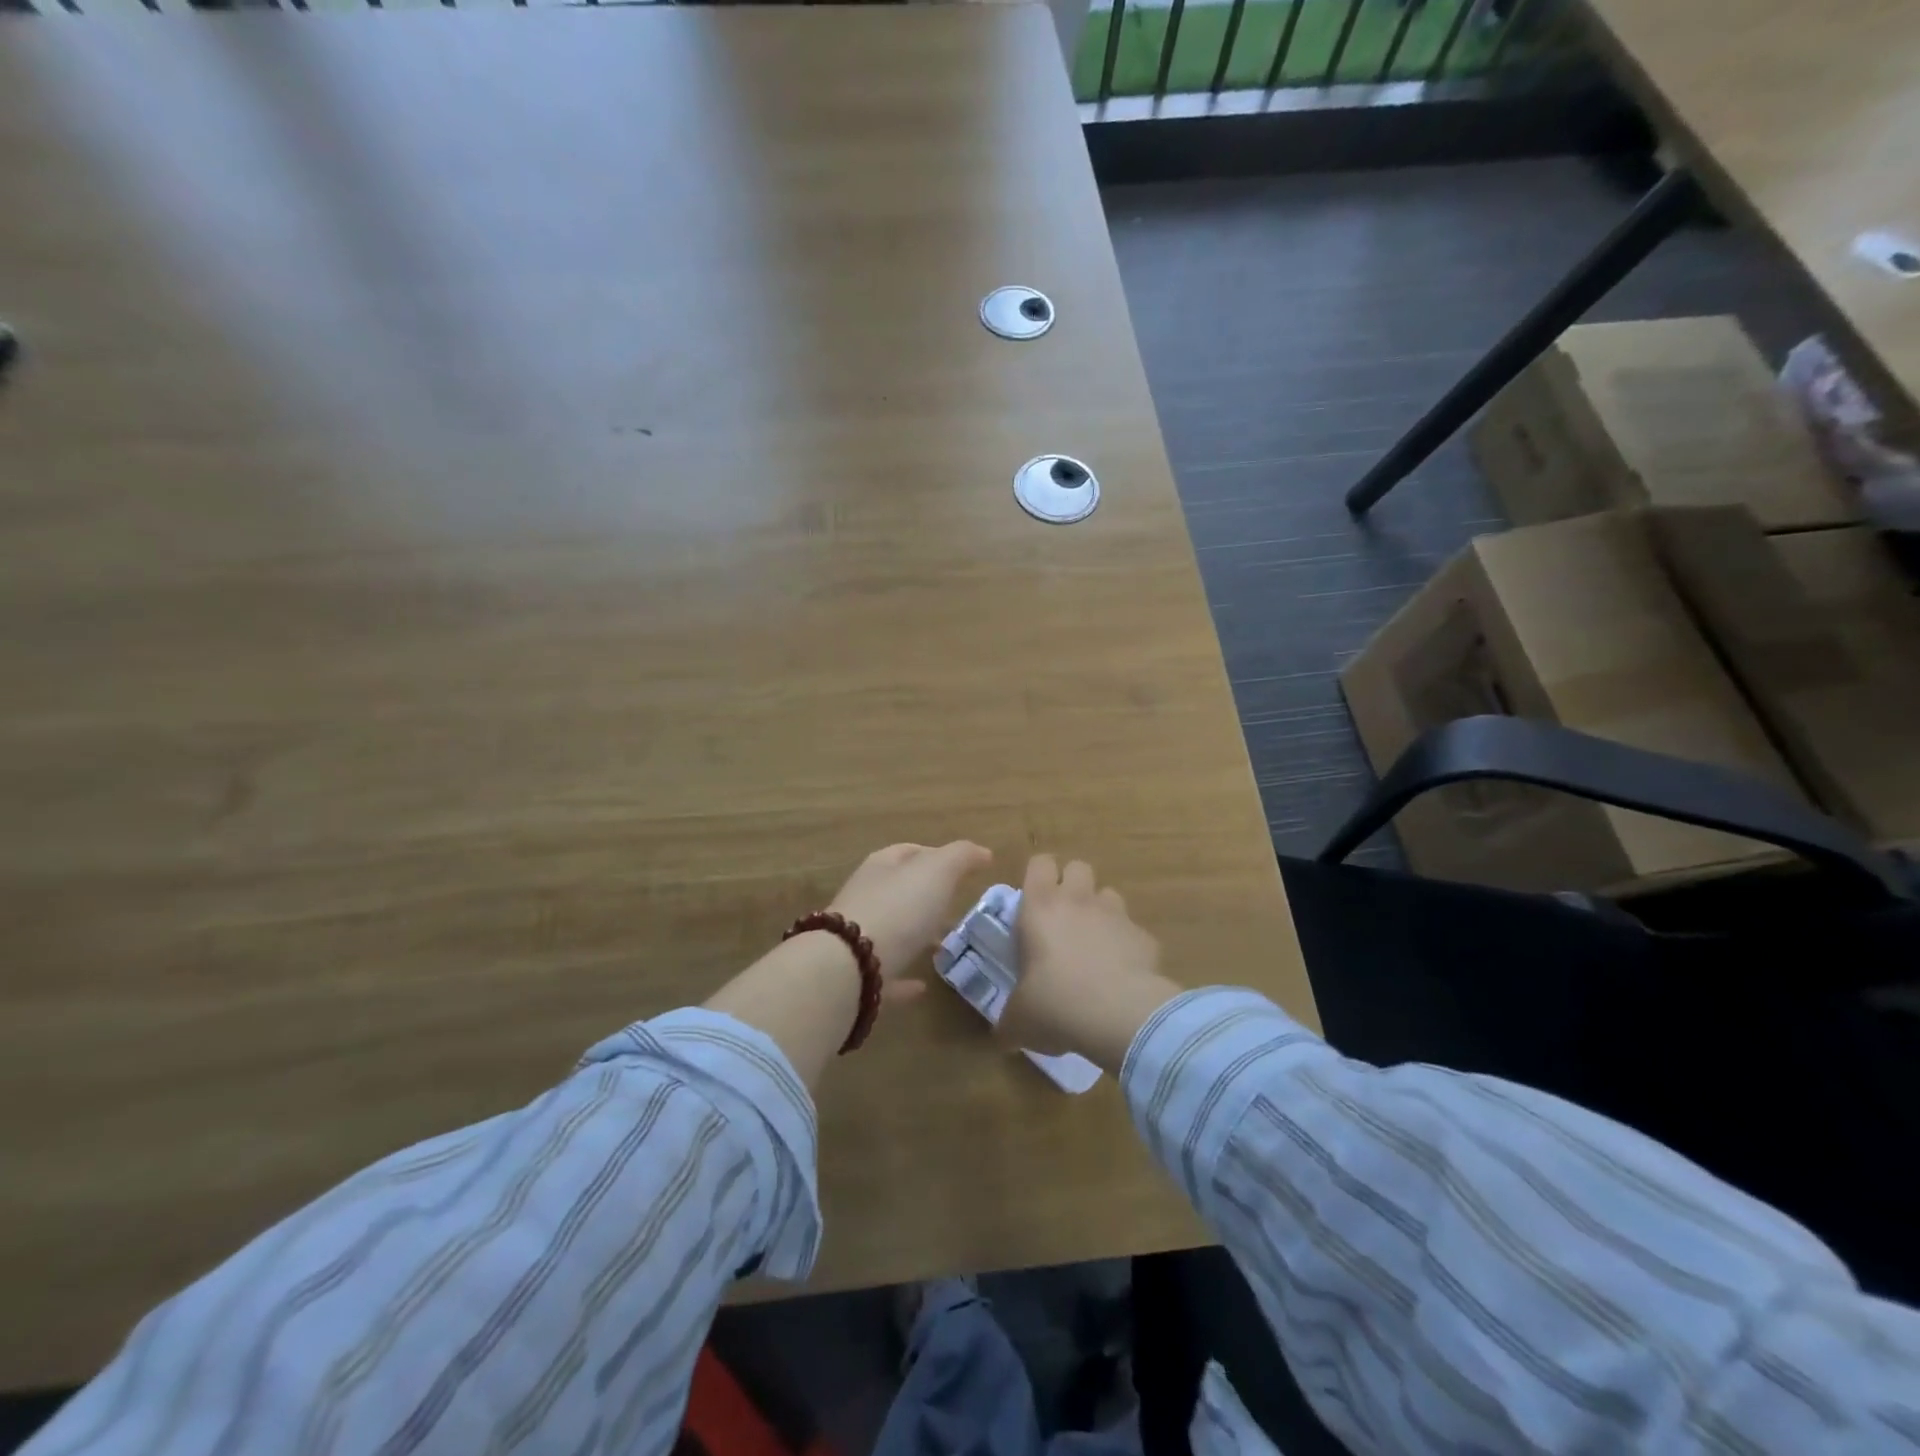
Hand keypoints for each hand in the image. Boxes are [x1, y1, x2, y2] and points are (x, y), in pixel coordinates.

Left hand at [828, 842, 993, 1002]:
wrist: (850, 965)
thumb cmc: (898, 907)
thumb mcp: (937, 871)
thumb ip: (961, 857)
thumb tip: (983, 852)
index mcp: (881, 867)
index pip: (909, 852)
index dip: (936, 854)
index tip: (962, 868)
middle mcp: (866, 897)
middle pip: (899, 890)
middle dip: (928, 896)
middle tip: (957, 906)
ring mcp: (858, 937)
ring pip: (893, 930)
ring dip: (916, 934)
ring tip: (945, 944)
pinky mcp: (858, 976)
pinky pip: (886, 972)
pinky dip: (905, 977)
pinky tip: (923, 987)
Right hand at [1000, 855, 1180, 1069]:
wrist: (1119, 1015)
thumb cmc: (1055, 1004)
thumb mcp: (1019, 1020)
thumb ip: (1009, 1021)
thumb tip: (1002, 1037)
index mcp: (1040, 907)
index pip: (1039, 863)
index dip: (1038, 875)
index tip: (1033, 899)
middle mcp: (1078, 900)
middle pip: (1078, 866)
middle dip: (1072, 884)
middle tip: (1062, 917)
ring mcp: (1116, 915)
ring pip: (1109, 894)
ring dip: (1100, 911)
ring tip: (1094, 944)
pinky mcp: (1145, 937)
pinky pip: (1133, 931)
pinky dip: (1127, 945)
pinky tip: (1122, 975)